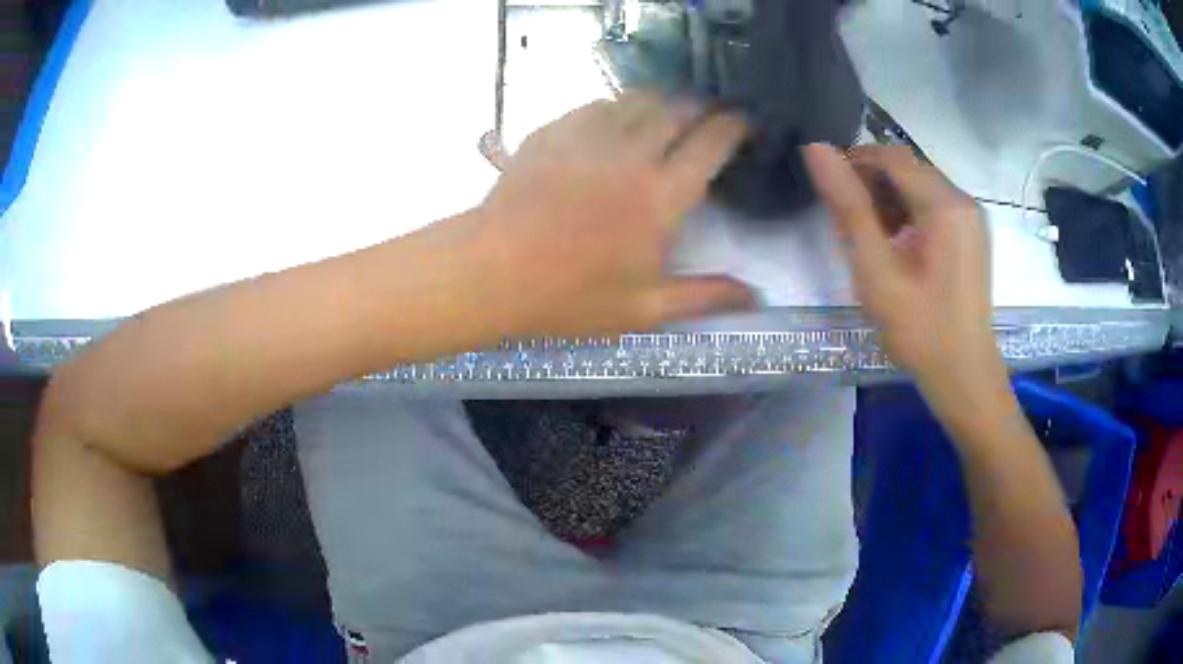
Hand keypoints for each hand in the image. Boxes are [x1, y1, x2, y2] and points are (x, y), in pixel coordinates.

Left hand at [468, 92, 755, 337]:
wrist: (491, 273)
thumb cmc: (569, 298)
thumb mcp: (643, 309)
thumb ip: (704, 297)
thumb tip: (756, 297)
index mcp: (661, 196)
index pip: (711, 143)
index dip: (735, 127)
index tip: (745, 125)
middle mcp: (630, 154)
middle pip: (677, 110)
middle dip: (701, 109)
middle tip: (707, 120)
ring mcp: (587, 137)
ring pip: (636, 99)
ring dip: (660, 104)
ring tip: (664, 118)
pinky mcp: (552, 132)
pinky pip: (594, 106)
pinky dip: (615, 109)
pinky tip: (612, 126)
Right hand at [803, 144, 1008, 412]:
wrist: (964, 376)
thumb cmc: (919, 330)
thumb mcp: (876, 270)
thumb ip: (848, 207)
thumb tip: (816, 149)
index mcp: (945, 204)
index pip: (891, 156)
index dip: (855, 162)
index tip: (829, 191)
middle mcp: (964, 200)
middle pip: (908, 168)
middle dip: (873, 183)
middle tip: (847, 221)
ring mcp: (972, 218)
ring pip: (921, 186)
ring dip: (890, 199)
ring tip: (871, 237)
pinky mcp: (972, 235)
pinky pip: (935, 206)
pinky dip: (910, 213)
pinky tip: (898, 246)